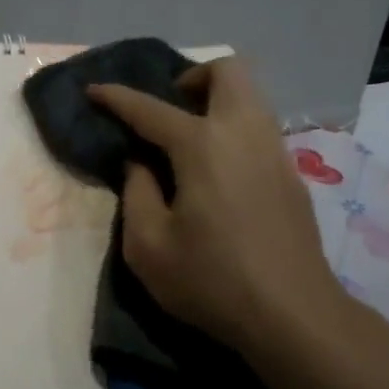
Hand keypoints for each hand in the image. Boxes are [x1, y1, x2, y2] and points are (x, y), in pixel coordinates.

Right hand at [88, 58, 346, 357]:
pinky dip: (235, 127)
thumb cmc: (213, 280)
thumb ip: (136, 193)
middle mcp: (243, 133)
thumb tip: (140, 164)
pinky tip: (220, 169)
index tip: (93, 90)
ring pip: (251, 95)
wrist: (295, 316)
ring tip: (192, 137)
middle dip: (193, 77)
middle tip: (170, 109)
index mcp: (202, 145)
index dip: (116, 97)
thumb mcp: (148, 246)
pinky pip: (261, 126)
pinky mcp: (292, 174)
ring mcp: (274, 150)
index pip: (150, 108)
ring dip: (218, 99)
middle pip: (227, 71)